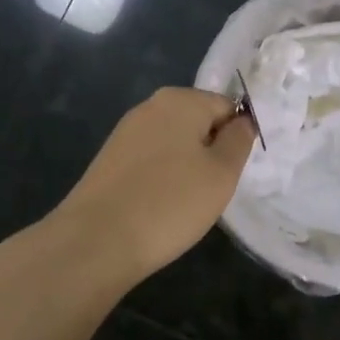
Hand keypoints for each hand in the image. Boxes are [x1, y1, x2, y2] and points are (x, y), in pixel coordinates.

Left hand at [47, 88, 256, 287]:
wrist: (98, 240)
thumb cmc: (171, 203)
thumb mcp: (222, 173)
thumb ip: (238, 140)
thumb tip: (241, 121)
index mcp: (180, 99)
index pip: (227, 107)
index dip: (237, 139)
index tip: (233, 173)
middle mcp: (150, 106)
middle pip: (198, 123)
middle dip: (211, 153)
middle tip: (212, 190)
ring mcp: (125, 132)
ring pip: (174, 144)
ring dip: (187, 168)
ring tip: (185, 203)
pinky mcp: (110, 159)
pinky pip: (151, 162)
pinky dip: (162, 180)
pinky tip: (160, 207)